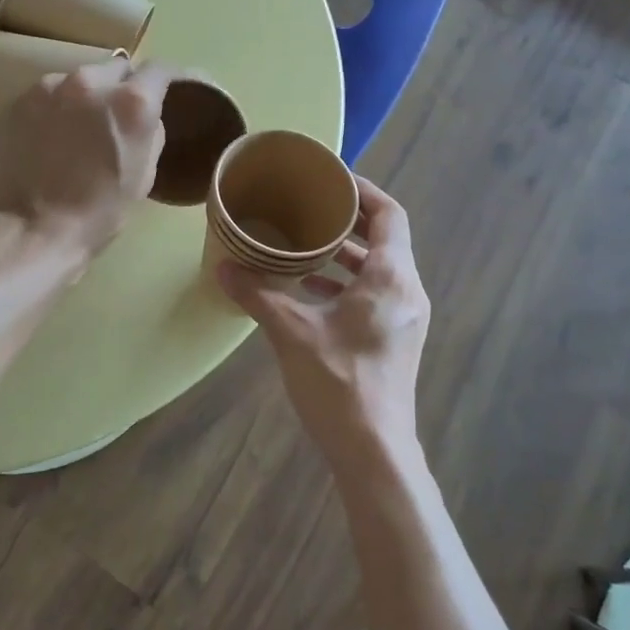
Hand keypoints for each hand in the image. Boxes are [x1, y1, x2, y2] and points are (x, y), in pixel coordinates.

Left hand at [0, 60, 172, 263]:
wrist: (33, 229)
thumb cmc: (99, 212)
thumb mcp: (144, 175)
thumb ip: (151, 132)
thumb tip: (145, 116)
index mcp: (131, 102)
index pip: (160, 69)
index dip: (169, 78)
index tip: (170, 88)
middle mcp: (91, 81)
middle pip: (117, 68)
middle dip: (124, 86)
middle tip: (120, 116)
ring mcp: (50, 87)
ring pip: (81, 79)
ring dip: (88, 96)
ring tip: (81, 128)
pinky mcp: (20, 100)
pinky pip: (50, 94)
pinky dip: (58, 107)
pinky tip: (53, 136)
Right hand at [218, 177, 429, 462]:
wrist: (373, 450)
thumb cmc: (338, 381)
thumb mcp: (291, 331)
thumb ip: (257, 294)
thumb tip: (222, 266)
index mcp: (391, 277)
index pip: (389, 214)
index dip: (363, 191)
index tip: (330, 180)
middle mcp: (407, 290)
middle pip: (385, 239)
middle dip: (349, 221)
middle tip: (310, 207)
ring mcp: (406, 318)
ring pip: (379, 269)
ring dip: (346, 255)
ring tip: (304, 246)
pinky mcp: (397, 339)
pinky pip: (376, 293)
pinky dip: (347, 284)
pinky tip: (310, 291)